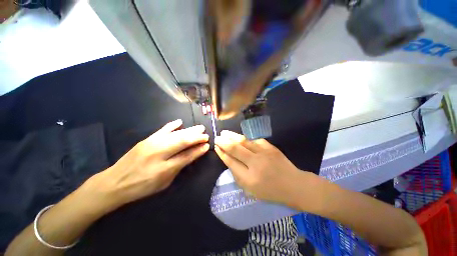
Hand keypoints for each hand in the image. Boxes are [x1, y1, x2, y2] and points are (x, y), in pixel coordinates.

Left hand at [86, 119, 209, 209]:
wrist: (115, 182)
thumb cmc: (142, 186)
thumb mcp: (164, 182)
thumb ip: (180, 167)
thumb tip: (194, 154)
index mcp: (164, 168)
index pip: (187, 155)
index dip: (198, 149)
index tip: (207, 145)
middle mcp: (159, 153)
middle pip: (182, 141)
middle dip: (196, 137)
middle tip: (206, 134)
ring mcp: (152, 143)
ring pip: (176, 134)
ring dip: (189, 130)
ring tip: (199, 128)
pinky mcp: (147, 139)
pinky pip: (162, 130)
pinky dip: (172, 125)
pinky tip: (180, 122)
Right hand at [214, 130, 301, 204]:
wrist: (294, 185)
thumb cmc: (271, 191)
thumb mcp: (251, 190)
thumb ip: (238, 176)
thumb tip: (229, 160)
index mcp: (249, 179)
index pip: (231, 162)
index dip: (222, 153)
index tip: (216, 147)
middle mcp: (255, 164)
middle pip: (235, 149)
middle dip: (224, 142)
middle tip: (217, 137)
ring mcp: (264, 153)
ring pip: (244, 141)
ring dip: (232, 136)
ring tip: (224, 132)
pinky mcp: (270, 147)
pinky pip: (254, 140)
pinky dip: (246, 138)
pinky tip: (240, 137)